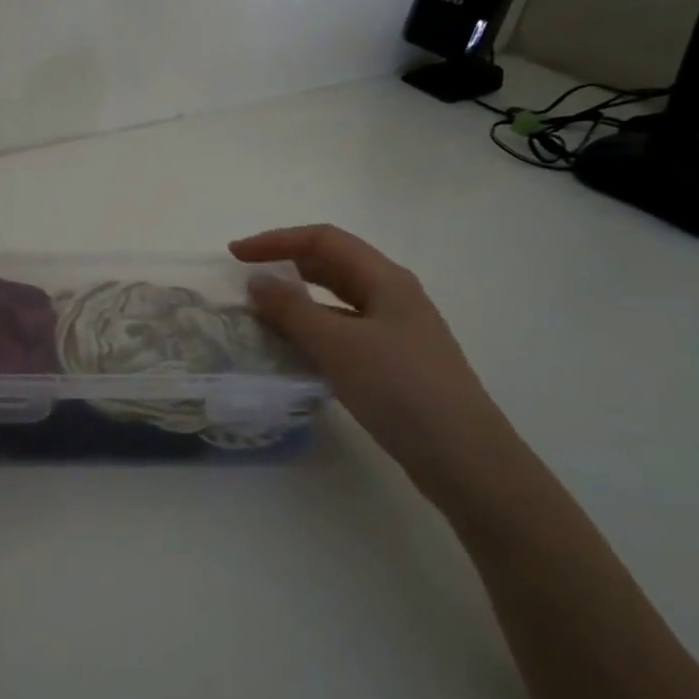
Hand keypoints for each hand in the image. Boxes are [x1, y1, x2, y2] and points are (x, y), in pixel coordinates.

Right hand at [231, 224, 523, 506]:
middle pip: (333, 266)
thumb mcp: (338, 345)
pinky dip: (312, 333)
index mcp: (386, 280)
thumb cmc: (400, 388)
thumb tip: (257, 282)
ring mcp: (395, 332)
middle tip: (245, 280)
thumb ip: (292, 310)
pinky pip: (343, 333)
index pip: (324, 240)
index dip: (276, 240)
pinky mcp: (392, 363)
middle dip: (286, 266)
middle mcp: (393, 297)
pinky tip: (291, 352)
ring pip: (337, 302)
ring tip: (260, 315)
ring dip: (297, 302)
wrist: (463, 457)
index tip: (236, 255)